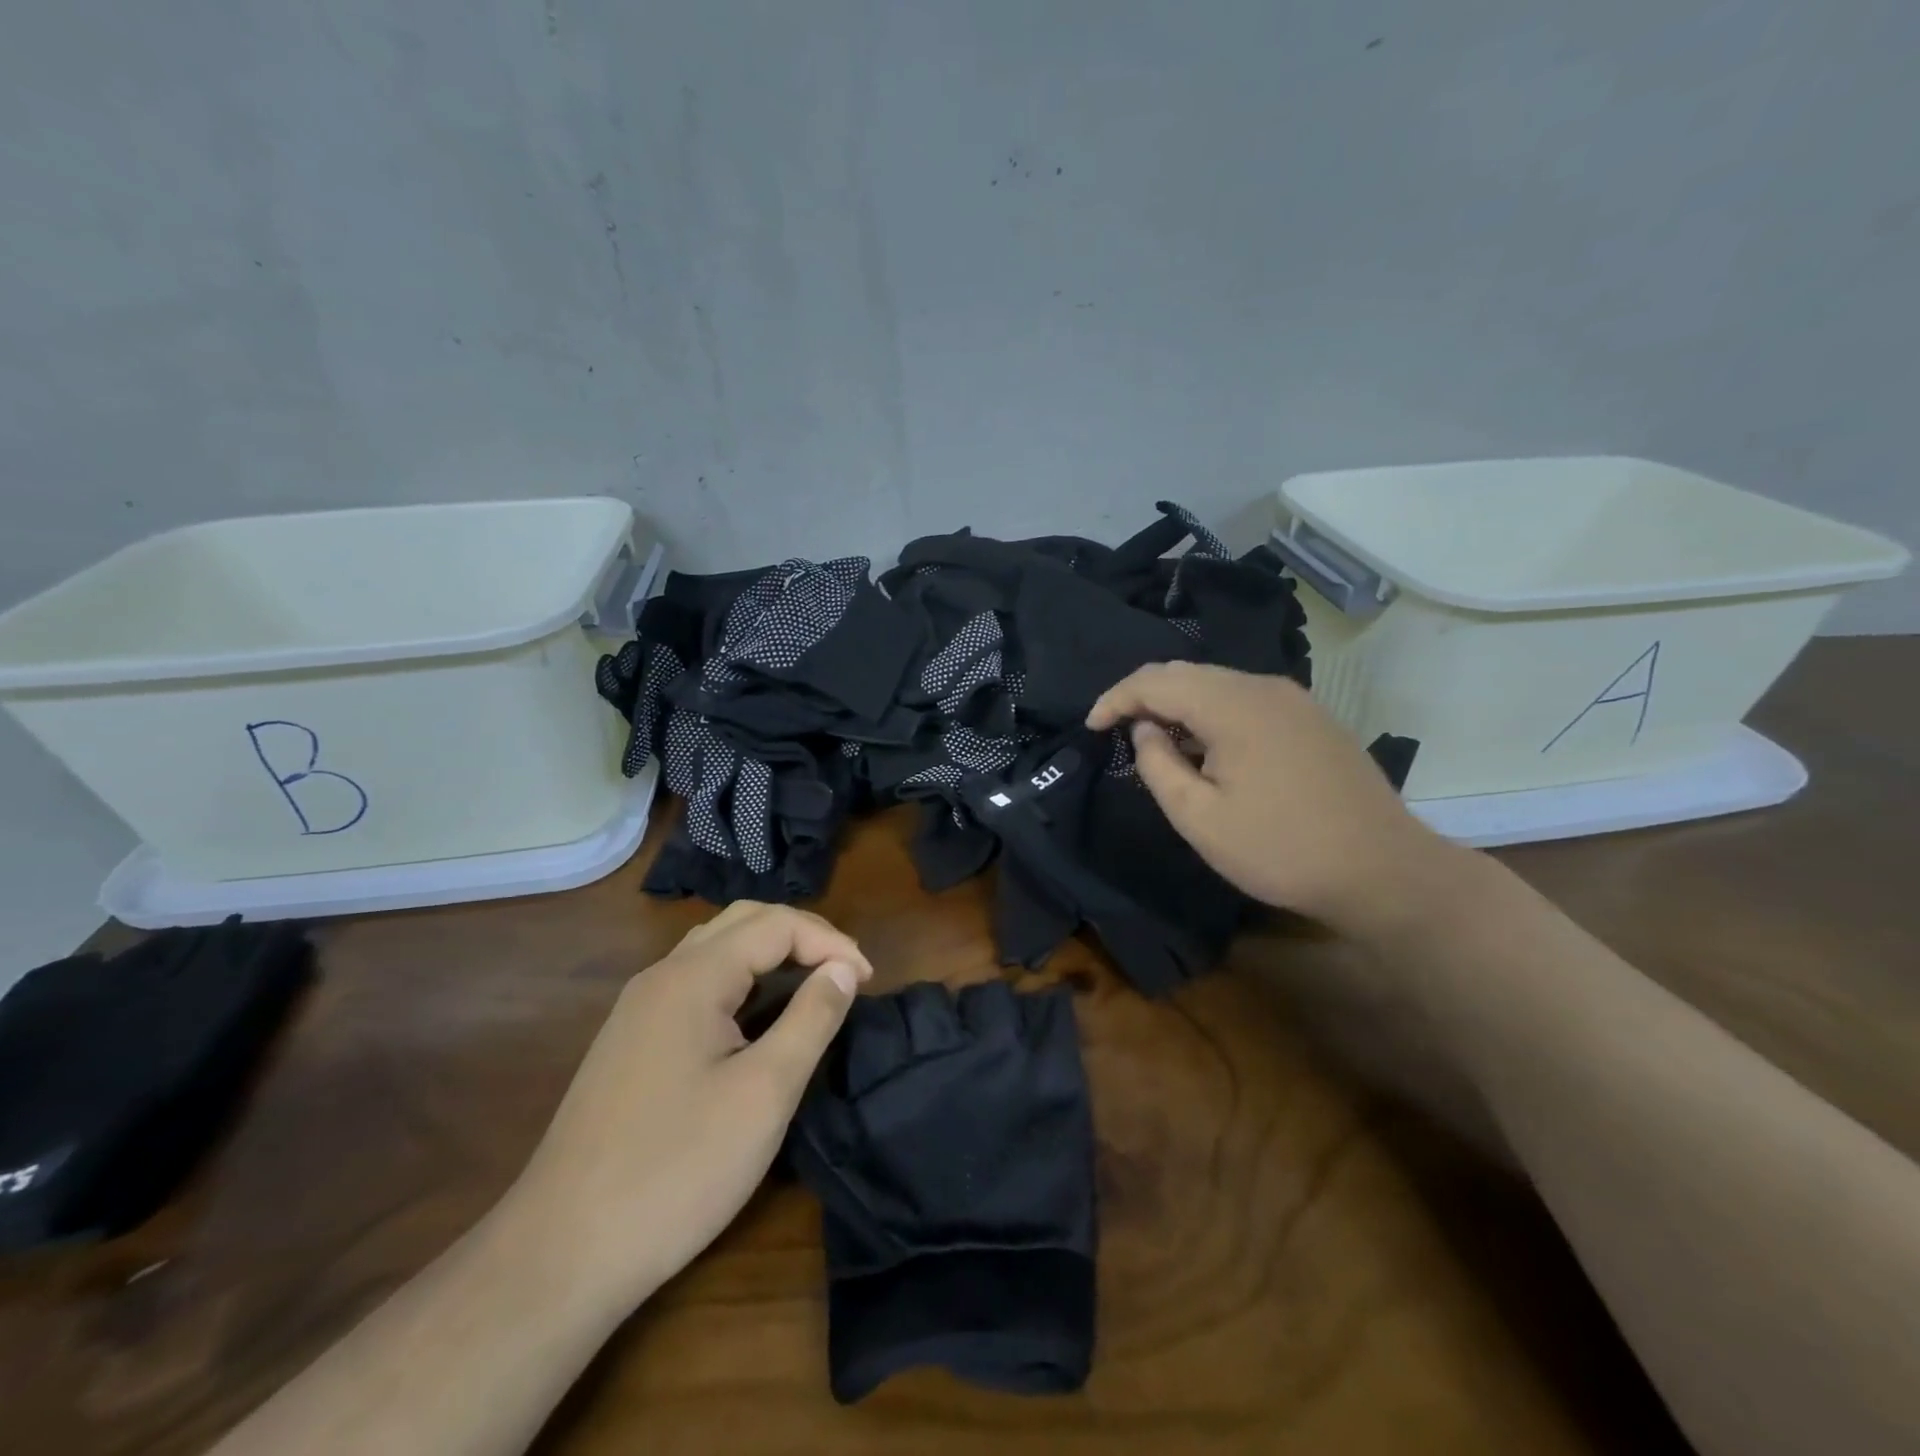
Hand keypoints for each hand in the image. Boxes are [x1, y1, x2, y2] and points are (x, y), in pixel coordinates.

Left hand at [502, 902, 872, 1310]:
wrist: (560, 1255)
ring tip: (811, 985)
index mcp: (692, 977)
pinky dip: (740, 980)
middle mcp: (661, 977)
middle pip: (743, 922)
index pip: (776, 924)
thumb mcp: (764, 1093)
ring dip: (770, 953)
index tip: (867, 983)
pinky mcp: (630, 1041)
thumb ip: (811, 1019)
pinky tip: (756, 1017)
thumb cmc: (677, 1170)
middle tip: (844, 974)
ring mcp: (638, 1009)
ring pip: (715, 949)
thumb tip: (843, 968)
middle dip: (802, 935)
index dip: (831, 943)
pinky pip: (695, 983)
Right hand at [1088, 661, 1452, 935]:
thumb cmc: (1281, 849)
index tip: (1091, 727)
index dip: (1115, 699)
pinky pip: (1245, 698)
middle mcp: (1263, 686)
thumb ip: (1158, 766)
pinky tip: (1207, 746)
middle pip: (1185, 672)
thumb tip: (1145, 730)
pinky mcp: (1312, 717)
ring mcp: (1294, 699)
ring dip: (1178, 703)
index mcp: (1231, 704)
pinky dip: (1211, 712)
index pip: (1155, 681)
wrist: (1383, 870)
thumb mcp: (1200, 818)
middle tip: (1115, 729)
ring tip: (1156, 739)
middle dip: (1143, 695)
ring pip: (1217, 683)